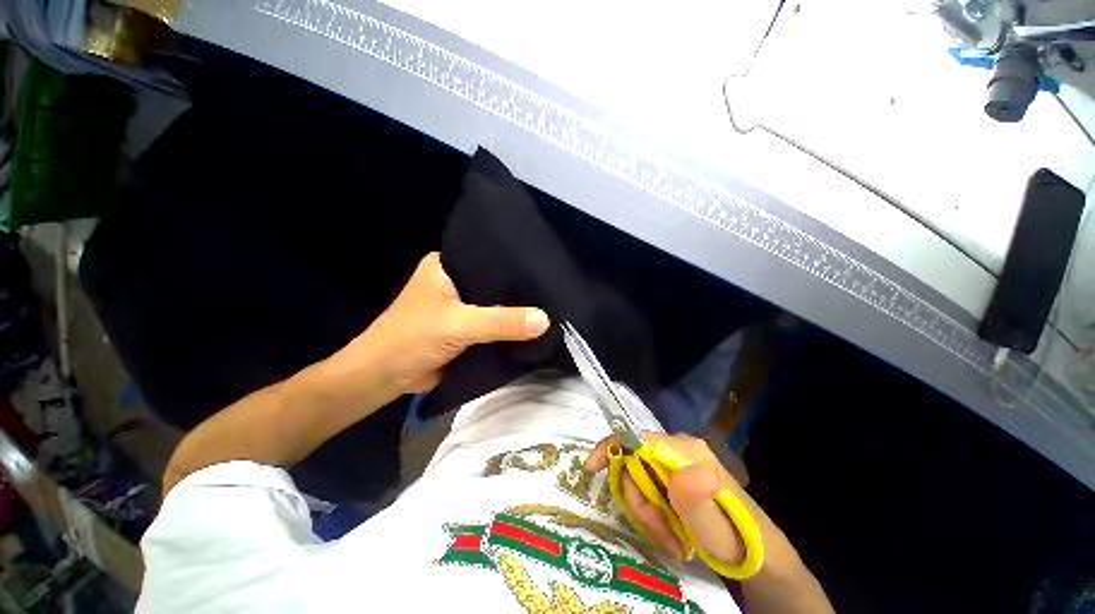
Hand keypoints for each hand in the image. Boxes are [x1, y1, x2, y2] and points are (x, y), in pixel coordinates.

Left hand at [327, 252, 549, 398]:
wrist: (385, 378)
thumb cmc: (411, 339)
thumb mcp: (458, 325)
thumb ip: (501, 321)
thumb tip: (545, 320)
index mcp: (446, 267)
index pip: (488, 259)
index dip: (514, 266)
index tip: (544, 269)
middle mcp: (455, 283)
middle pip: (495, 284)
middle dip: (518, 292)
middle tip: (553, 289)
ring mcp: (461, 307)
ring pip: (495, 306)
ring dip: (515, 312)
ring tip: (550, 306)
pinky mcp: (466, 329)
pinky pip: (493, 325)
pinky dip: (508, 329)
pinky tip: (532, 327)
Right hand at [585, 433, 798, 572]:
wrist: (762, 561)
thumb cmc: (740, 543)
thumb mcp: (719, 532)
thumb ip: (698, 503)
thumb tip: (677, 469)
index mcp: (687, 451)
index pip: (637, 437)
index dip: (611, 448)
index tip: (592, 470)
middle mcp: (680, 450)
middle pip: (635, 462)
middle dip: (639, 501)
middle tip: (660, 535)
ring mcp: (679, 464)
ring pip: (641, 478)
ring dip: (648, 512)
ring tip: (671, 541)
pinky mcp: (678, 479)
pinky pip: (650, 488)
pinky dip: (653, 512)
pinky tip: (670, 532)